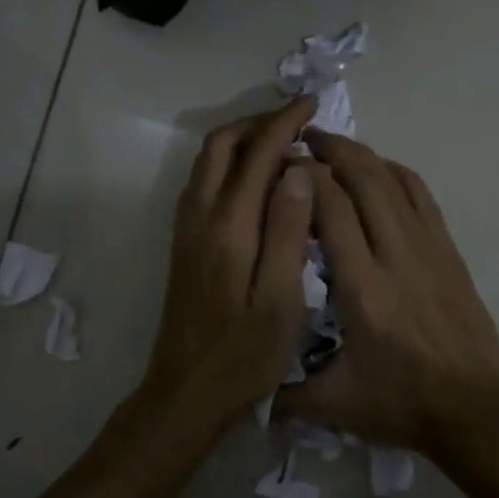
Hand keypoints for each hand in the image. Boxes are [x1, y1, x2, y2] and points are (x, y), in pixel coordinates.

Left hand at [142, 98, 317, 427]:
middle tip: (298, 120)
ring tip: (284, 143)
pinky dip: (232, 163)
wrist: (186, 392)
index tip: (313, 105)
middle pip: (221, 145)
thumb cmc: (244, 354)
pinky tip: (259, 181)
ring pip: (208, 161)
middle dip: (259, 122)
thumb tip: (297, 171)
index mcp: (228, 226)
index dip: (285, 123)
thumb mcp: (281, 299)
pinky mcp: (185, 242)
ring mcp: (187, 228)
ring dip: (243, 140)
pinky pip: (205, 181)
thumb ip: (288, 231)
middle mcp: (200, 216)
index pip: (257, 154)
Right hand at [278, 130, 498, 453]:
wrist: (475, 412)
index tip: (283, 164)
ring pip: (395, 182)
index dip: (306, 177)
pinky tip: (381, 169)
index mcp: (362, 288)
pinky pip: (423, 198)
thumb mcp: (334, 406)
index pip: (331, 209)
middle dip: (333, 150)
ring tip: (337, 145)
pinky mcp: (449, 253)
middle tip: (305, 138)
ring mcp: (429, 250)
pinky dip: (398, 174)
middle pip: (365, 180)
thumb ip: (285, 394)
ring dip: (364, 156)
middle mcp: (396, 256)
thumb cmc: (402, 404)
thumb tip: (246, 390)